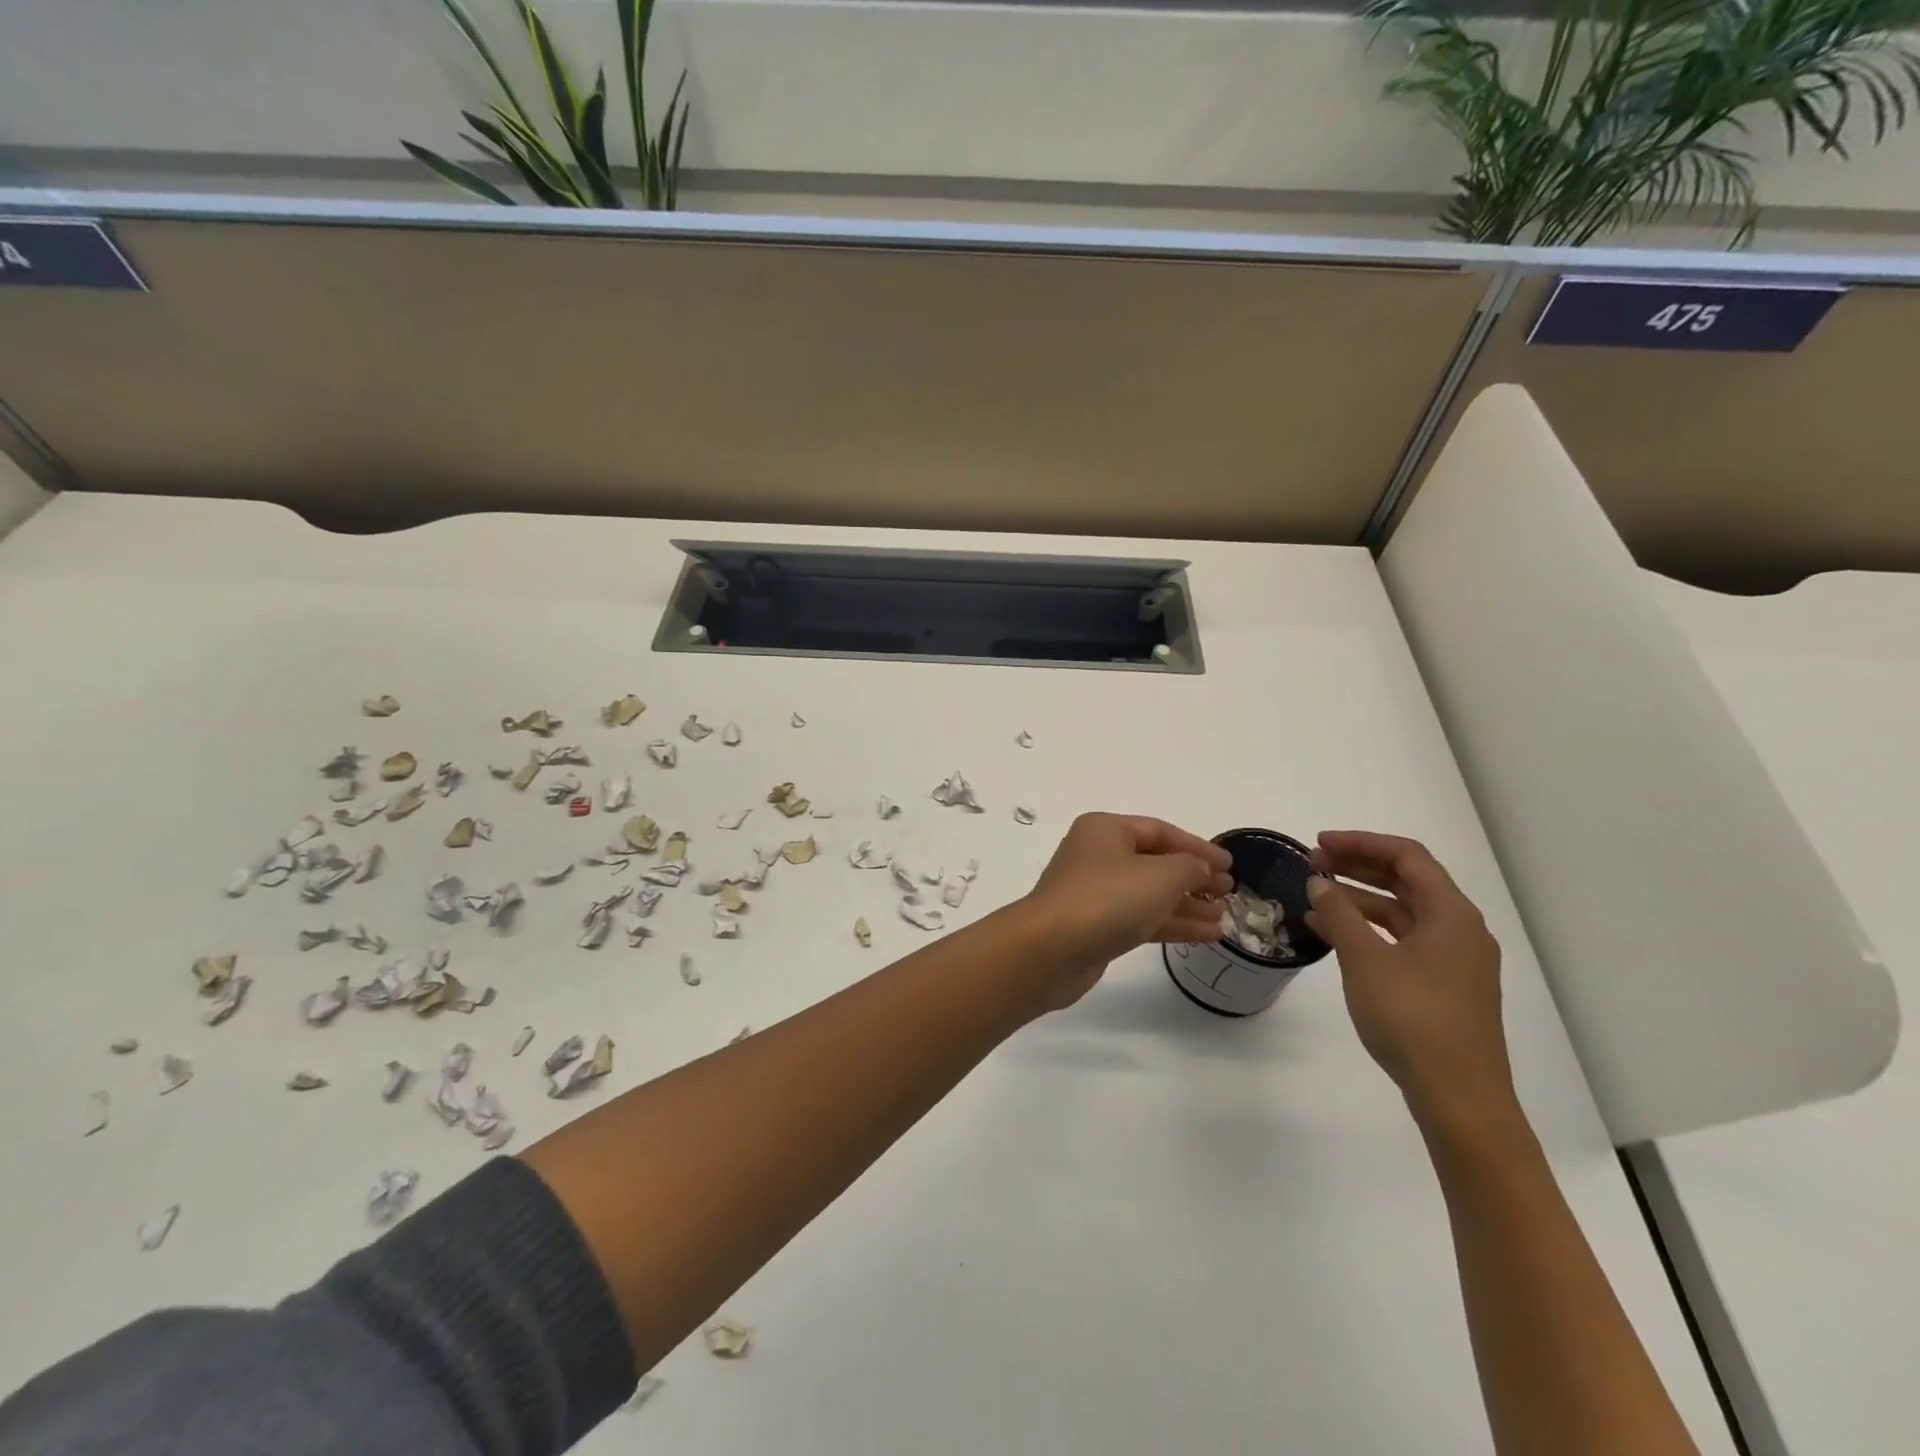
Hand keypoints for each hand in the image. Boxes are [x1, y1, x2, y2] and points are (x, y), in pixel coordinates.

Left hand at [1019, 813, 1233, 1010]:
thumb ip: (1189, 867)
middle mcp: (1098, 856)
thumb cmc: (1107, 899)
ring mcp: (1095, 893)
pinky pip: (1142, 919)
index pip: (1160, 831)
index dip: (1197, 847)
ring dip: (1187, 904)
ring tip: (1224, 918)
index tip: (1230, 864)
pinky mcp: (1097, 927)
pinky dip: (1172, 924)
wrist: (1050, 950)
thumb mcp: (1160, 875)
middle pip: (1155, 862)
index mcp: (1106, 830)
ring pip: (1150, 894)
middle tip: (1229, 892)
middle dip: (1193, 877)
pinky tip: (1206, 935)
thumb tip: (1200, 869)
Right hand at [1305, 831, 1516, 1130]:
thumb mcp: (1365, 959)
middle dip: (1358, 867)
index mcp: (1451, 914)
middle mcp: (1460, 929)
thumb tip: (1320, 881)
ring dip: (1360, 898)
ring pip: (1403, 912)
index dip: (1361, 842)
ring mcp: (1454, 960)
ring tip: (1315, 897)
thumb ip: (1340, 913)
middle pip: (1407, 881)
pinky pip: (1403, 940)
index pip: (1407, 857)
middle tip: (1313, 864)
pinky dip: (1369, 929)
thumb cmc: (1413, 1018)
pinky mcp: (1444, 985)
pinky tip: (1334, 934)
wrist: (1458, 1097)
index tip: (1319, 844)